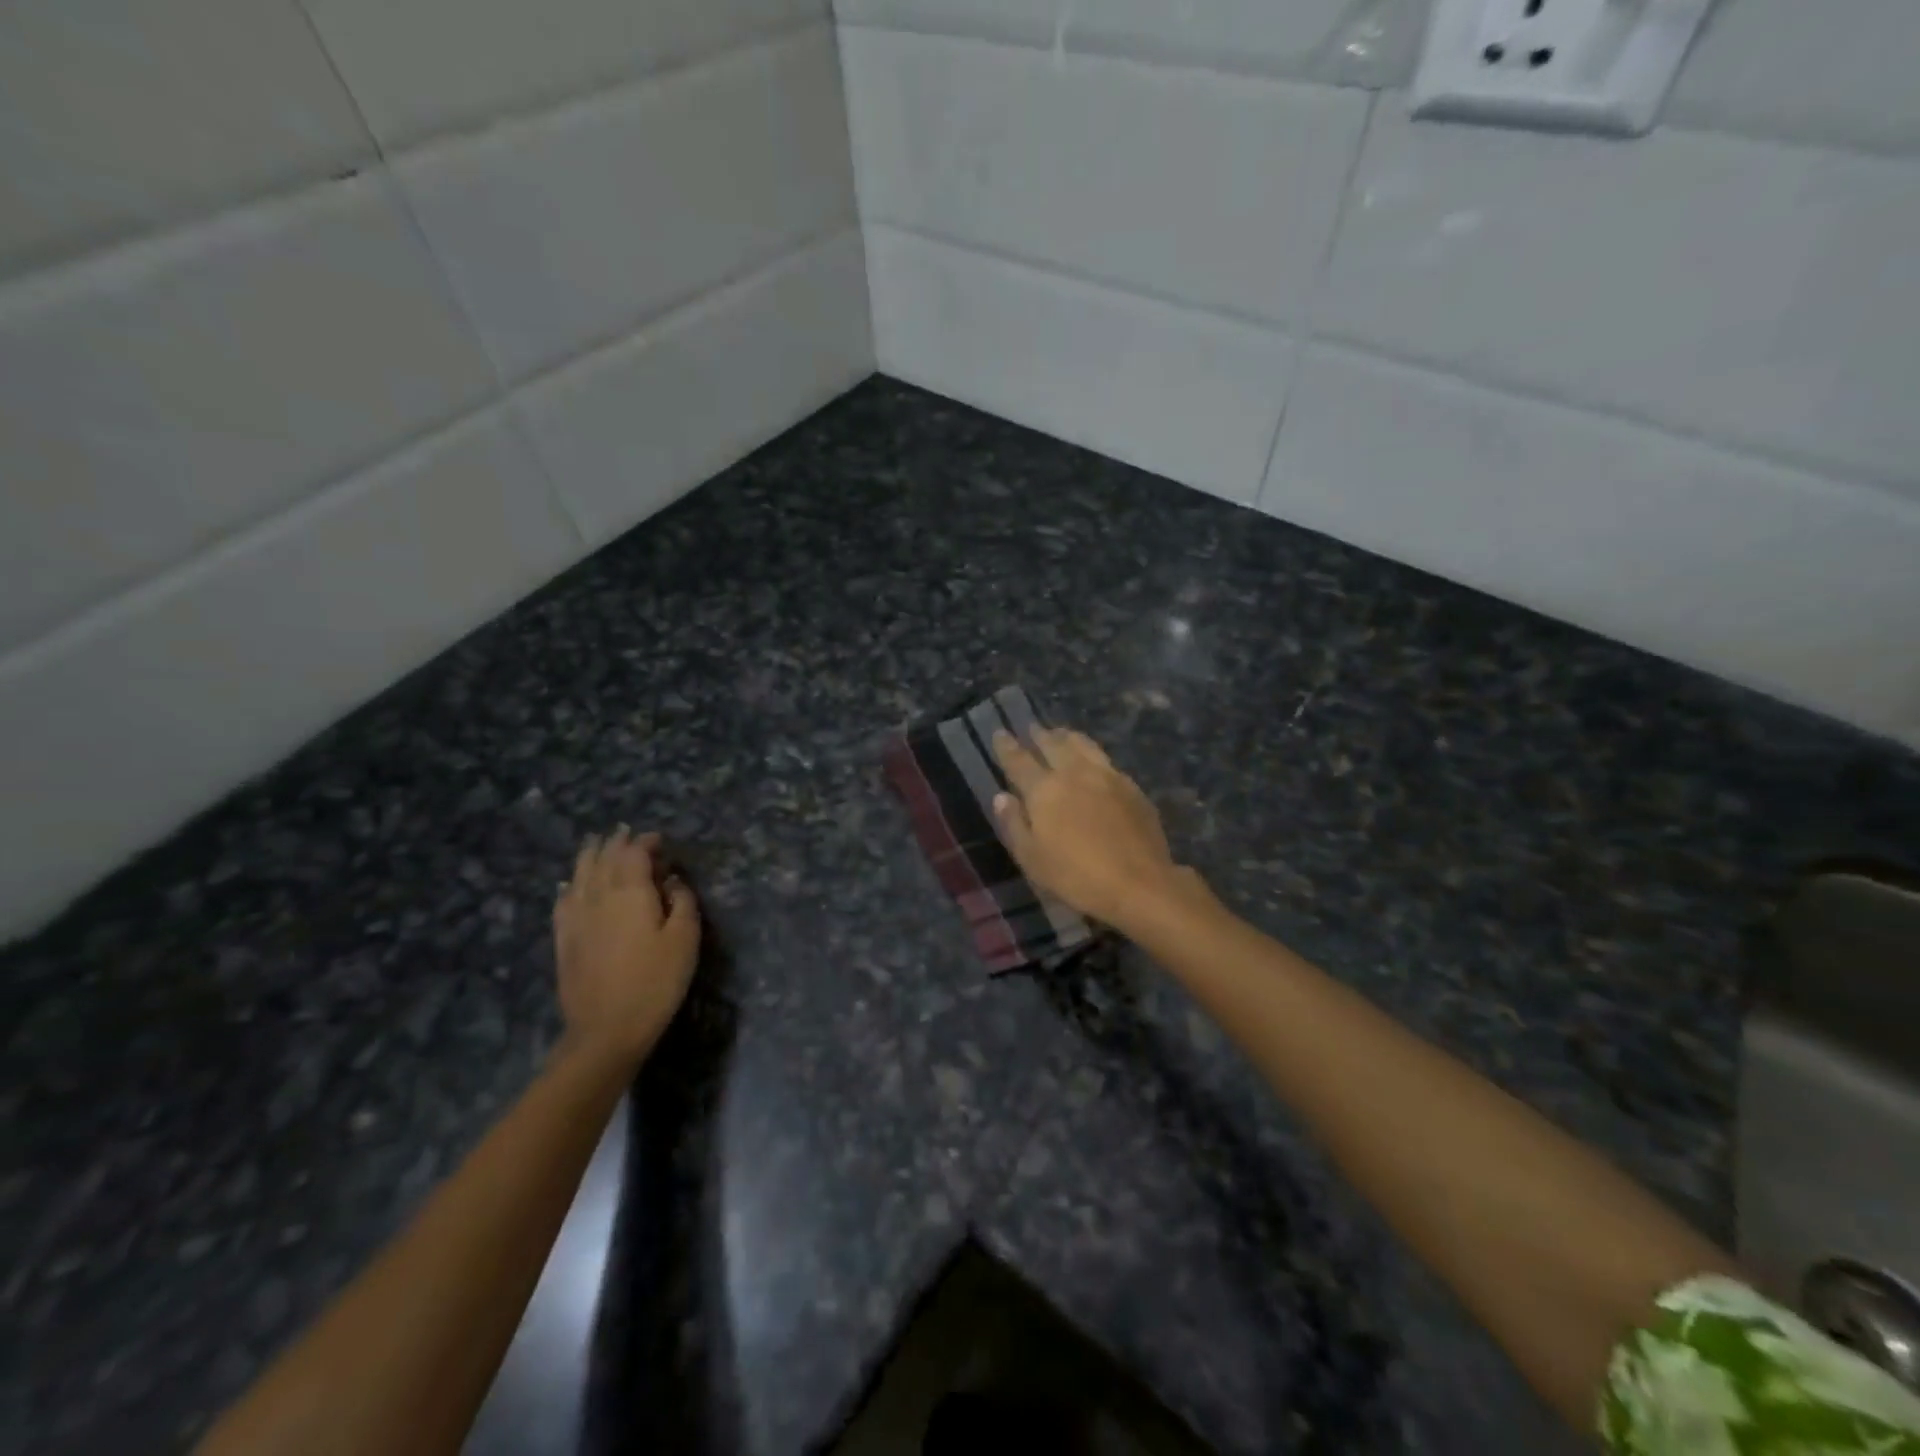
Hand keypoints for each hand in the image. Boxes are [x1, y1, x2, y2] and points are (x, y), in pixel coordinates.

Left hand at [553, 828, 699, 1066]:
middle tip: (627, 834)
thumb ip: (682, 902)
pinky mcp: (563, 940)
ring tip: (596, 844)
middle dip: (616, 843)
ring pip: (579, 874)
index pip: (634, 853)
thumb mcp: (685, 940)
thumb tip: (671, 880)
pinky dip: (569, 885)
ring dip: (590, 856)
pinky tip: (569, 884)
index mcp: (630, 892)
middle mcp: (598, 896)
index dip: (646, 842)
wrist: (606, 1030)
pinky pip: (563, 901)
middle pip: (603, 858)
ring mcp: (576, 918)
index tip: (659, 841)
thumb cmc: (655, 982)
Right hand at [991, 726, 1186, 931]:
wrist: (1139, 883)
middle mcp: (1074, 773)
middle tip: (1032, 728)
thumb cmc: (1076, 876)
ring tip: (1061, 734)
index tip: (1000, 733)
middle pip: (1053, 744)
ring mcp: (1106, 776)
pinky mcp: (1131, 787)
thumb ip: (1014, 824)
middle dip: (1039, 735)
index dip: (1007, 746)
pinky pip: (1106, 760)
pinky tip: (1094, 761)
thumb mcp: (1032, 858)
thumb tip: (1002, 797)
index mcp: (1044, 790)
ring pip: (1083, 745)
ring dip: (1067, 737)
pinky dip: (1092, 753)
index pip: (1019, 760)